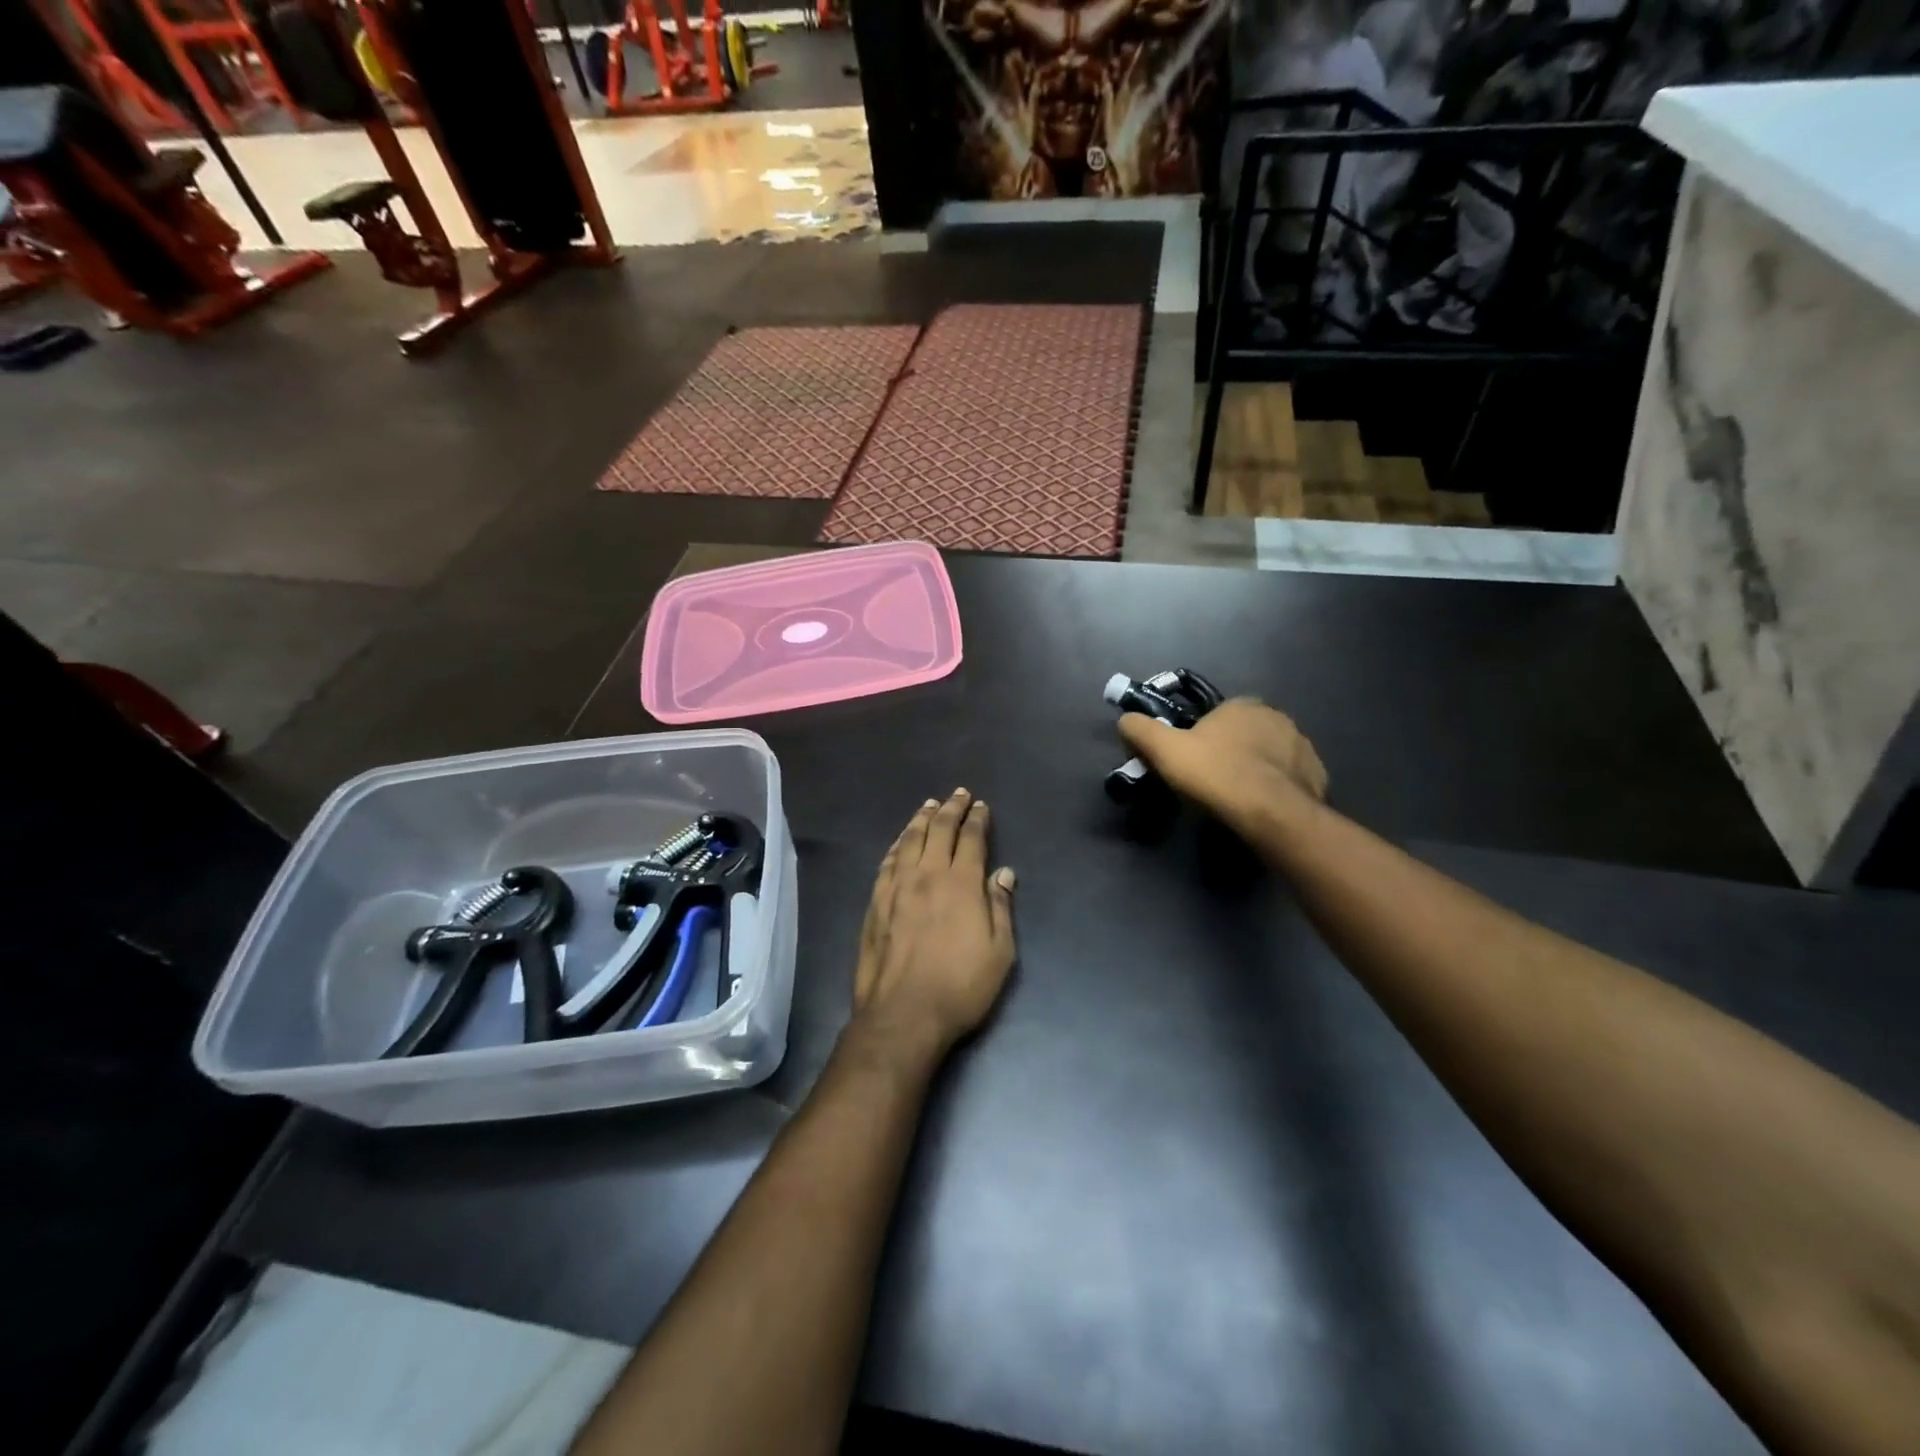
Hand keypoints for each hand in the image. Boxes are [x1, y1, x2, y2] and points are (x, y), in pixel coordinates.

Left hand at [851, 789, 1016, 1062]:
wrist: (903, 1015)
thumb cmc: (960, 986)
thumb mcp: (1000, 952)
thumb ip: (1000, 907)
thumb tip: (1003, 872)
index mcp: (961, 884)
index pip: (970, 839)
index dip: (977, 819)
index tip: (981, 806)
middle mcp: (927, 876)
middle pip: (938, 831)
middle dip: (950, 809)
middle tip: (958, 794)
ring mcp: (896, 887)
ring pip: (909, 841)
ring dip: (921, 819)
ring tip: (929, 805)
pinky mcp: (875, 903)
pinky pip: (887, 862)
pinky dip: (898, 844)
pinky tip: (901, 840)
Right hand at [1118, 698, 1328, 828]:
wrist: (1270, 814)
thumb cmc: (1215, 774)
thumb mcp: (1164, 750)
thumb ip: (1140, 729)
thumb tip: (1125, 719)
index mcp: (1242, 705)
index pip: (1216, 715)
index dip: (1200, 736)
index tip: (1189, 760)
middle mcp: (1277, 717)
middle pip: (1244, 733)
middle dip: (1230, 751)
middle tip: (1211, 781)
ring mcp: (1301, 746)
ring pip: (1269, 755)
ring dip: (1255, 769)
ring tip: (1236, 798)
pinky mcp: (1317, 775)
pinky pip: (1289, 778)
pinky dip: (1276, 788)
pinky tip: (1261, 807)